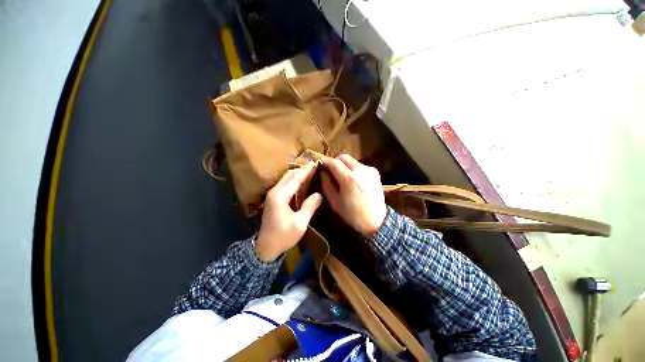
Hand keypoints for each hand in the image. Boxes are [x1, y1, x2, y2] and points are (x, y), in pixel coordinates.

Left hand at [255, 162, 322, 261]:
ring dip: (297, 174)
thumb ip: (309, 207)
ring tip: (310, 172)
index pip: (295, 179)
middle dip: (301, 170)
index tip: (315, 163)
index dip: (306, 171)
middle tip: (314, 167)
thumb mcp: (300, 224)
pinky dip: (293, 180)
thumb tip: (319, 194)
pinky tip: (301, 182)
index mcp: (280, 196)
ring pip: (286, 178)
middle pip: (289, 175)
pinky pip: (284, 184)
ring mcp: (272, 194)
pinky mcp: (273, 198)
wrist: (265, 247)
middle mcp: (274, 191)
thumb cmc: (283, 236)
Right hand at [321, 154, 386, 236]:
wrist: (376, 221)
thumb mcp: (334, 201)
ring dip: (345, 165)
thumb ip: (326, 184)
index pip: (333, 162)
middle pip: (343, 157)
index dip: (325, 162)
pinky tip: (355, 180)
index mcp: (349, 179)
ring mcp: (369, 170)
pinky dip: (354, 169)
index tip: (320, 164)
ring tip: (343, 177)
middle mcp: (360, 170)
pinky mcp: (375, 172)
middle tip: (331, 171)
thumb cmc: (352, 214)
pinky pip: (360, 166)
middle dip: (335, 162)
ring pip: (352, 160)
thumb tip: (322, 172)